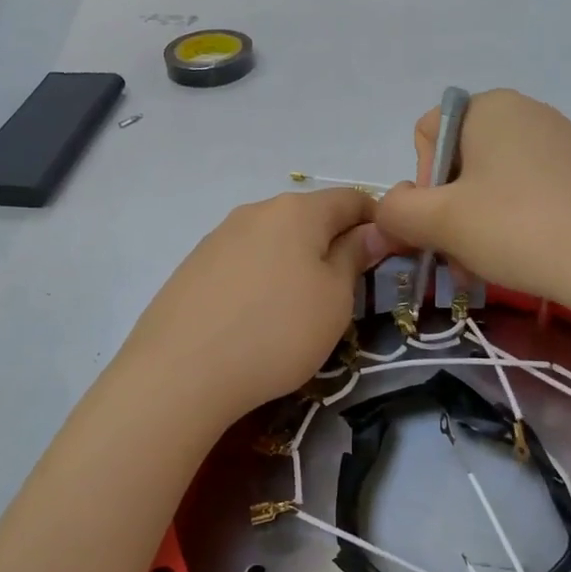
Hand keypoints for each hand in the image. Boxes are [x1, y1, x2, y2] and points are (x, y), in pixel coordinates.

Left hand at [119, 188, 383, 425]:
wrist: (181, 372)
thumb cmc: (277, 332)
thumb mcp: (335, 298)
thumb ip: (355, 256)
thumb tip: (372, 230)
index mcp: (297, 210)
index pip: (351, 199)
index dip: (377, 222)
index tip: (390, 255)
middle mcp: (255, 211)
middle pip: (308, 217)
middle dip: (333, 244)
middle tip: (346, 290)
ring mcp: (218, 237)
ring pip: (273, 240)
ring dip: (295, 262)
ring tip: (298, 310)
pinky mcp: (193, 267)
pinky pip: (243, 263)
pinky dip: (262, 279)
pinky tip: (256, 317)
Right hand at [377, 89, 570, 308]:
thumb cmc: (518, 228)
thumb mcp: (440, 221)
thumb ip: (396, 211)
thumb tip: (388, 210)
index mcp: (489, 106)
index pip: (426, 135)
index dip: (422, 181)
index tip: (442, 219)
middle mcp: (525, 112)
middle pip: (458, 162)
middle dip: (449, 211)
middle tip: (460, 255)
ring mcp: (560, 142)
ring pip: (491, 184)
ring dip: (476, 225)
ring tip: (488, 265)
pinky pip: (528, 193)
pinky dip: (514, 224)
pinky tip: (524, 257)